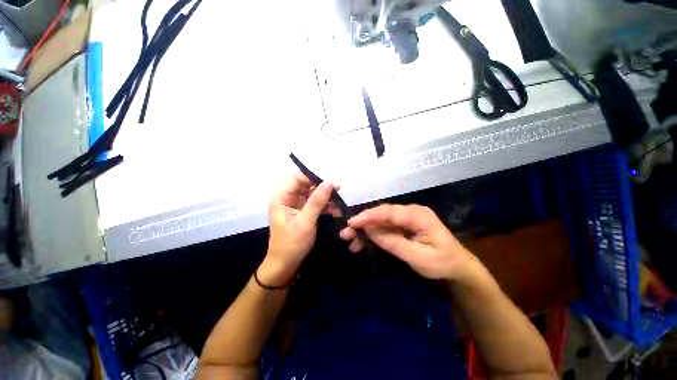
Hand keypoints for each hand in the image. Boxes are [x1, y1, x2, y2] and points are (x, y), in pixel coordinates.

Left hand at [259, 173, 341, 286]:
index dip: (313, 177)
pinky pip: (315, 204)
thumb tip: (329, 181)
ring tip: (339, 204)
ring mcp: (295, 205)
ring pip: (313, 194)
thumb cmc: (292, 243)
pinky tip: (335, 211)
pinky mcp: (302, 212)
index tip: (330, 182)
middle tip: (338, 191)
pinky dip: (325, 206)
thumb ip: (317, 200)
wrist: (285, 265)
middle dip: (322, 188)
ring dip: (326, 198)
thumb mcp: (306, 221)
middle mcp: (288, 197)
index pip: (297, 177)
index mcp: (282, 197)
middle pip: (306, 185)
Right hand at [340, 204, 474, 280]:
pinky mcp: (403, 225)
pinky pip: (385, 227)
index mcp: (418, 216)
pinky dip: (373, 234)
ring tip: (351, 241)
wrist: (458, 266)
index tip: (352, 222)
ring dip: (365, 230)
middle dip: (363, 223)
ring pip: (381, 220)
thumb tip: (370, 230)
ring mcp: (407, 218)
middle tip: (345, 233)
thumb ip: (393, 242)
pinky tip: (363, 243)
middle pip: (382, 214)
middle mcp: (411, 211)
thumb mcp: (418, 257)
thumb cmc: (442, 263)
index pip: (389, 212)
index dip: (369, 216)